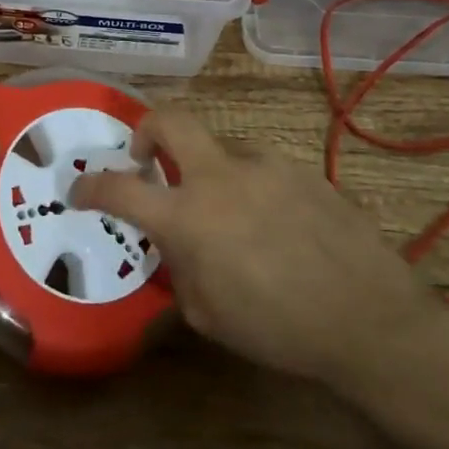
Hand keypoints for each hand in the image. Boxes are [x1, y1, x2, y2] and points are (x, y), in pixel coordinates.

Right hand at [71, 108, 448, 391]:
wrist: (368, 317)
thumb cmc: (278, 328)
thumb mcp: (208, 314)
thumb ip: (180, 270)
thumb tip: (175, 247)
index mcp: (188, 216)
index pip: (120, 189)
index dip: (91, 186)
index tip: (80, 190)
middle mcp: (221, 176)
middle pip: (170, 120)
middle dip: (146, 129)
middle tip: (145, 157)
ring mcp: (265, 165)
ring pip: (221, 149)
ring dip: (209, 171)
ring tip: (230, 215)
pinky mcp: (301, 169)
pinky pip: (260, 168)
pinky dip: (250, 186)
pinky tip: (274, 224)